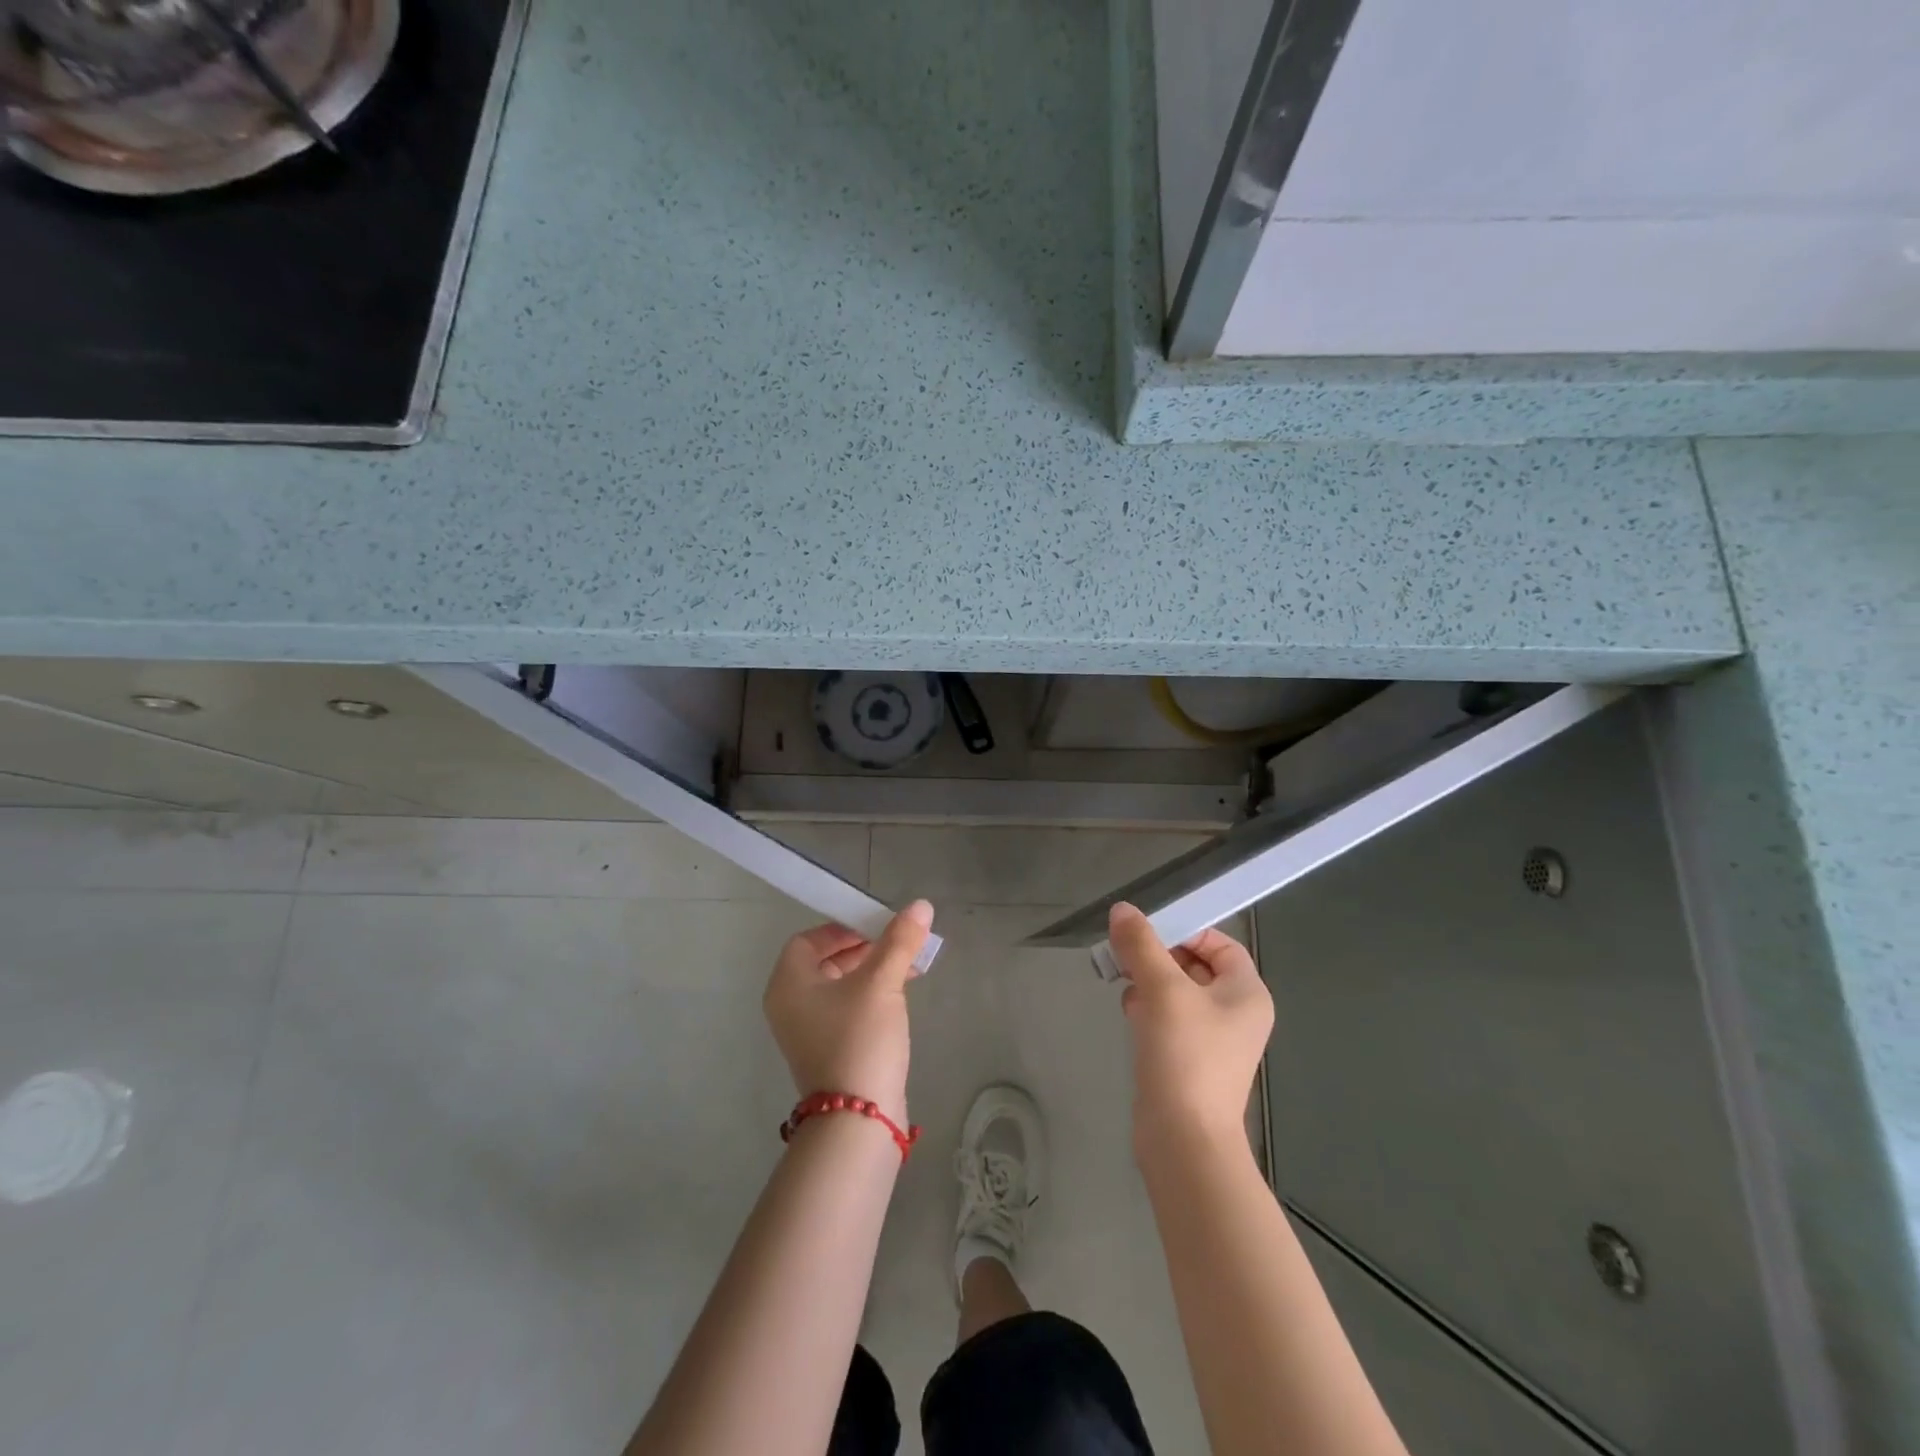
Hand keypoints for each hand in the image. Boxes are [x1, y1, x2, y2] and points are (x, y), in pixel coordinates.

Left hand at [763, 901, 934, 1126]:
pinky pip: (845, 1010)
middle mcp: (790, 1005)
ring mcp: (806, 1032)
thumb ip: (900, 940)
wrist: (858, 1119)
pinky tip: (899, 999)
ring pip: (838, 986)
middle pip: (824, 961)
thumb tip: (921, 904)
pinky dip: (869, 997)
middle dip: (864, 949)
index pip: (809, 939)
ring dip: (871, 972)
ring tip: (908, 969)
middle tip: (898, 946)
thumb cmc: (860, 1038)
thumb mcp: (882, 982)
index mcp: (789, 983)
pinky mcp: (827, 1052)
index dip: (843, 927)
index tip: (877, 927)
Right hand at [1109, 902, 1272, 1156]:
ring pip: (1177, 992)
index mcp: (1246, 993)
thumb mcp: (1162, 989)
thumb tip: (1122, 910)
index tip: (1148, 934)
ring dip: (1149, 981)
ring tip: (1123, 981)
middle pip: (1195, 965)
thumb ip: (1141, 945)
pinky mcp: (1188, 1060)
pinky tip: (1128, 1012)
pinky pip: (1168, 1019)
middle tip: (1126, 954)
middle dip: (1158, 956)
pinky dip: (1148, 1009)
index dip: (1186, 931)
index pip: (1221, 944)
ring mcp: (1213, 1040)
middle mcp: (1236, 1014)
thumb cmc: (1185, 1055)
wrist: (1183, 1139)